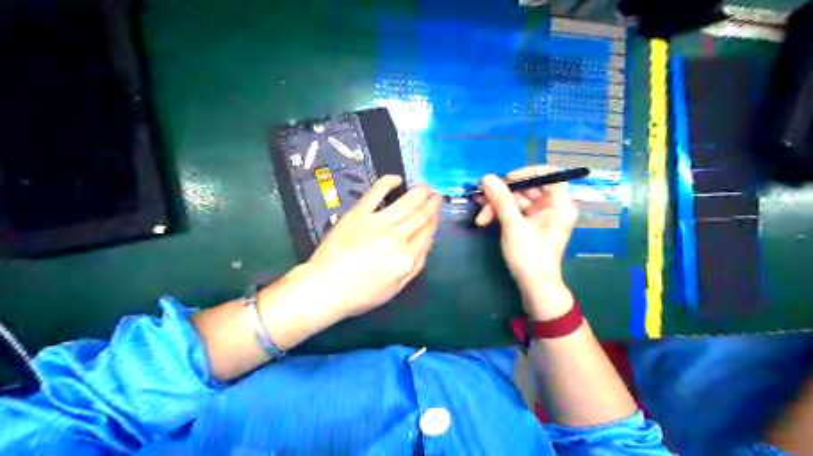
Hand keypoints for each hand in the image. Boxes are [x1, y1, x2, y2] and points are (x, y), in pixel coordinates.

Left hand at [307, 174, 443, 316]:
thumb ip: (415, 266)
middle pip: (420, 216)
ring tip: (426, 186)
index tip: (437, 211)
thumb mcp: (396, 288)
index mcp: (407, 258)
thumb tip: (427, 243)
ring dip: (418, 193)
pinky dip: (388, 183)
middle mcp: (397, 238)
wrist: (326, 287)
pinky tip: (397, 179)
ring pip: (405, 203)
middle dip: (431, 204)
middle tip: (437, 194)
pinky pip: (376, 193)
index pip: (427, 233)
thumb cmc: (361, 294)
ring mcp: (378, 223)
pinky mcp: (358, 214)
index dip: (435, 220)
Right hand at [474, 166, 581, 317]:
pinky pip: (515, 210)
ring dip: (497, 205)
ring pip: (517, 200)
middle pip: (528, 187)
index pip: (549, 174)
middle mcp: (553, 206)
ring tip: (480, 217)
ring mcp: (541, 215)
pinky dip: (501, 213)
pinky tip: (485, 218)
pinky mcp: (531, 224)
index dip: (527, 172)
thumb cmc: (530, 256)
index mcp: (560, 204)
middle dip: (503, 194)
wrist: (534, 286)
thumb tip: (486, 177)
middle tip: (482, 200)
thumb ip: (501, 199)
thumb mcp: (513, 226)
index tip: (507, 180)